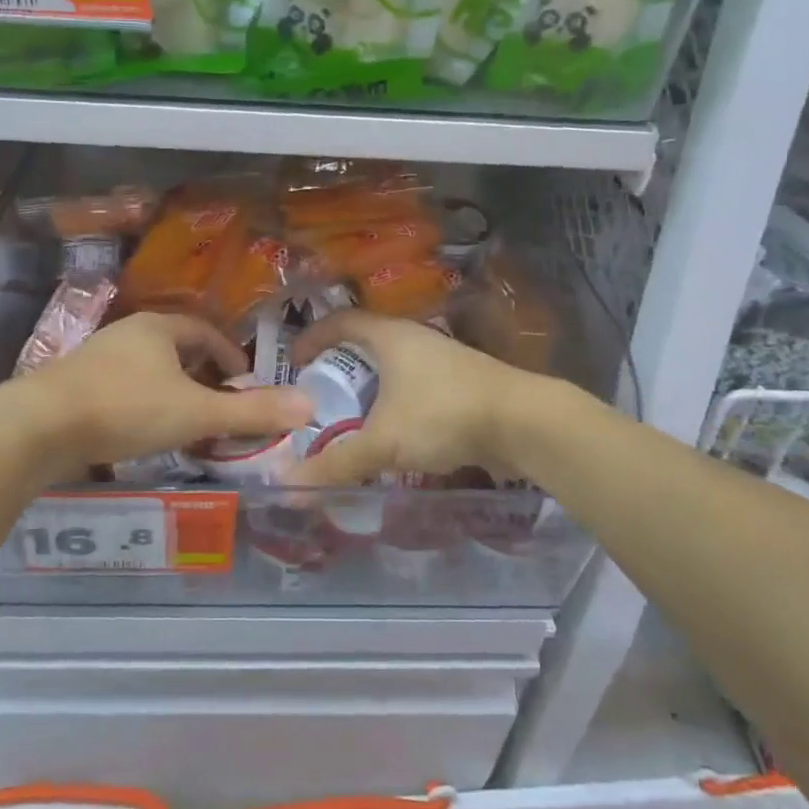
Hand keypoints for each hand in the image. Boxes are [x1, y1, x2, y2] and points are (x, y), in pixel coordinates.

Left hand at [2, 312, 311, 477]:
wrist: (38, 427)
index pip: (206, 332)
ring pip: (149, 373)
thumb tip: (308, 406)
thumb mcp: (196, 412)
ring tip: (188, 426)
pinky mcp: (75, 388)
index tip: (246, 384)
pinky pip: (123, 392)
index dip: (230, 357)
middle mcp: (128, 335)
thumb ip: (251, 412)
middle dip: (203, 378)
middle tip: (221, 409)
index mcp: (158, 328)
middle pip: (177, 351)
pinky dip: (144, 409)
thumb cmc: (126, 408)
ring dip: (173, 395)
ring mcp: (97, 360)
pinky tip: (144, 436)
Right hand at [287, 311, 544, 486]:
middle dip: (338, 368)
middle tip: (317, 397)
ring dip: (369, 389)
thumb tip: (284, 488)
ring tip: (350, 419)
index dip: (311, 337)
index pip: (339, 321)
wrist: (524, 423)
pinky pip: (415, 388)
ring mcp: (442, 360)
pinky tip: (393, 434)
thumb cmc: (444, 415)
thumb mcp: (384, 441)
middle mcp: (415, 339)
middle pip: (365, 344)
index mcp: (390, 336)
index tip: (292, 363)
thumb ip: (336, 464)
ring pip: (393, 368)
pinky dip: (395, 405)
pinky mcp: (462, 384)